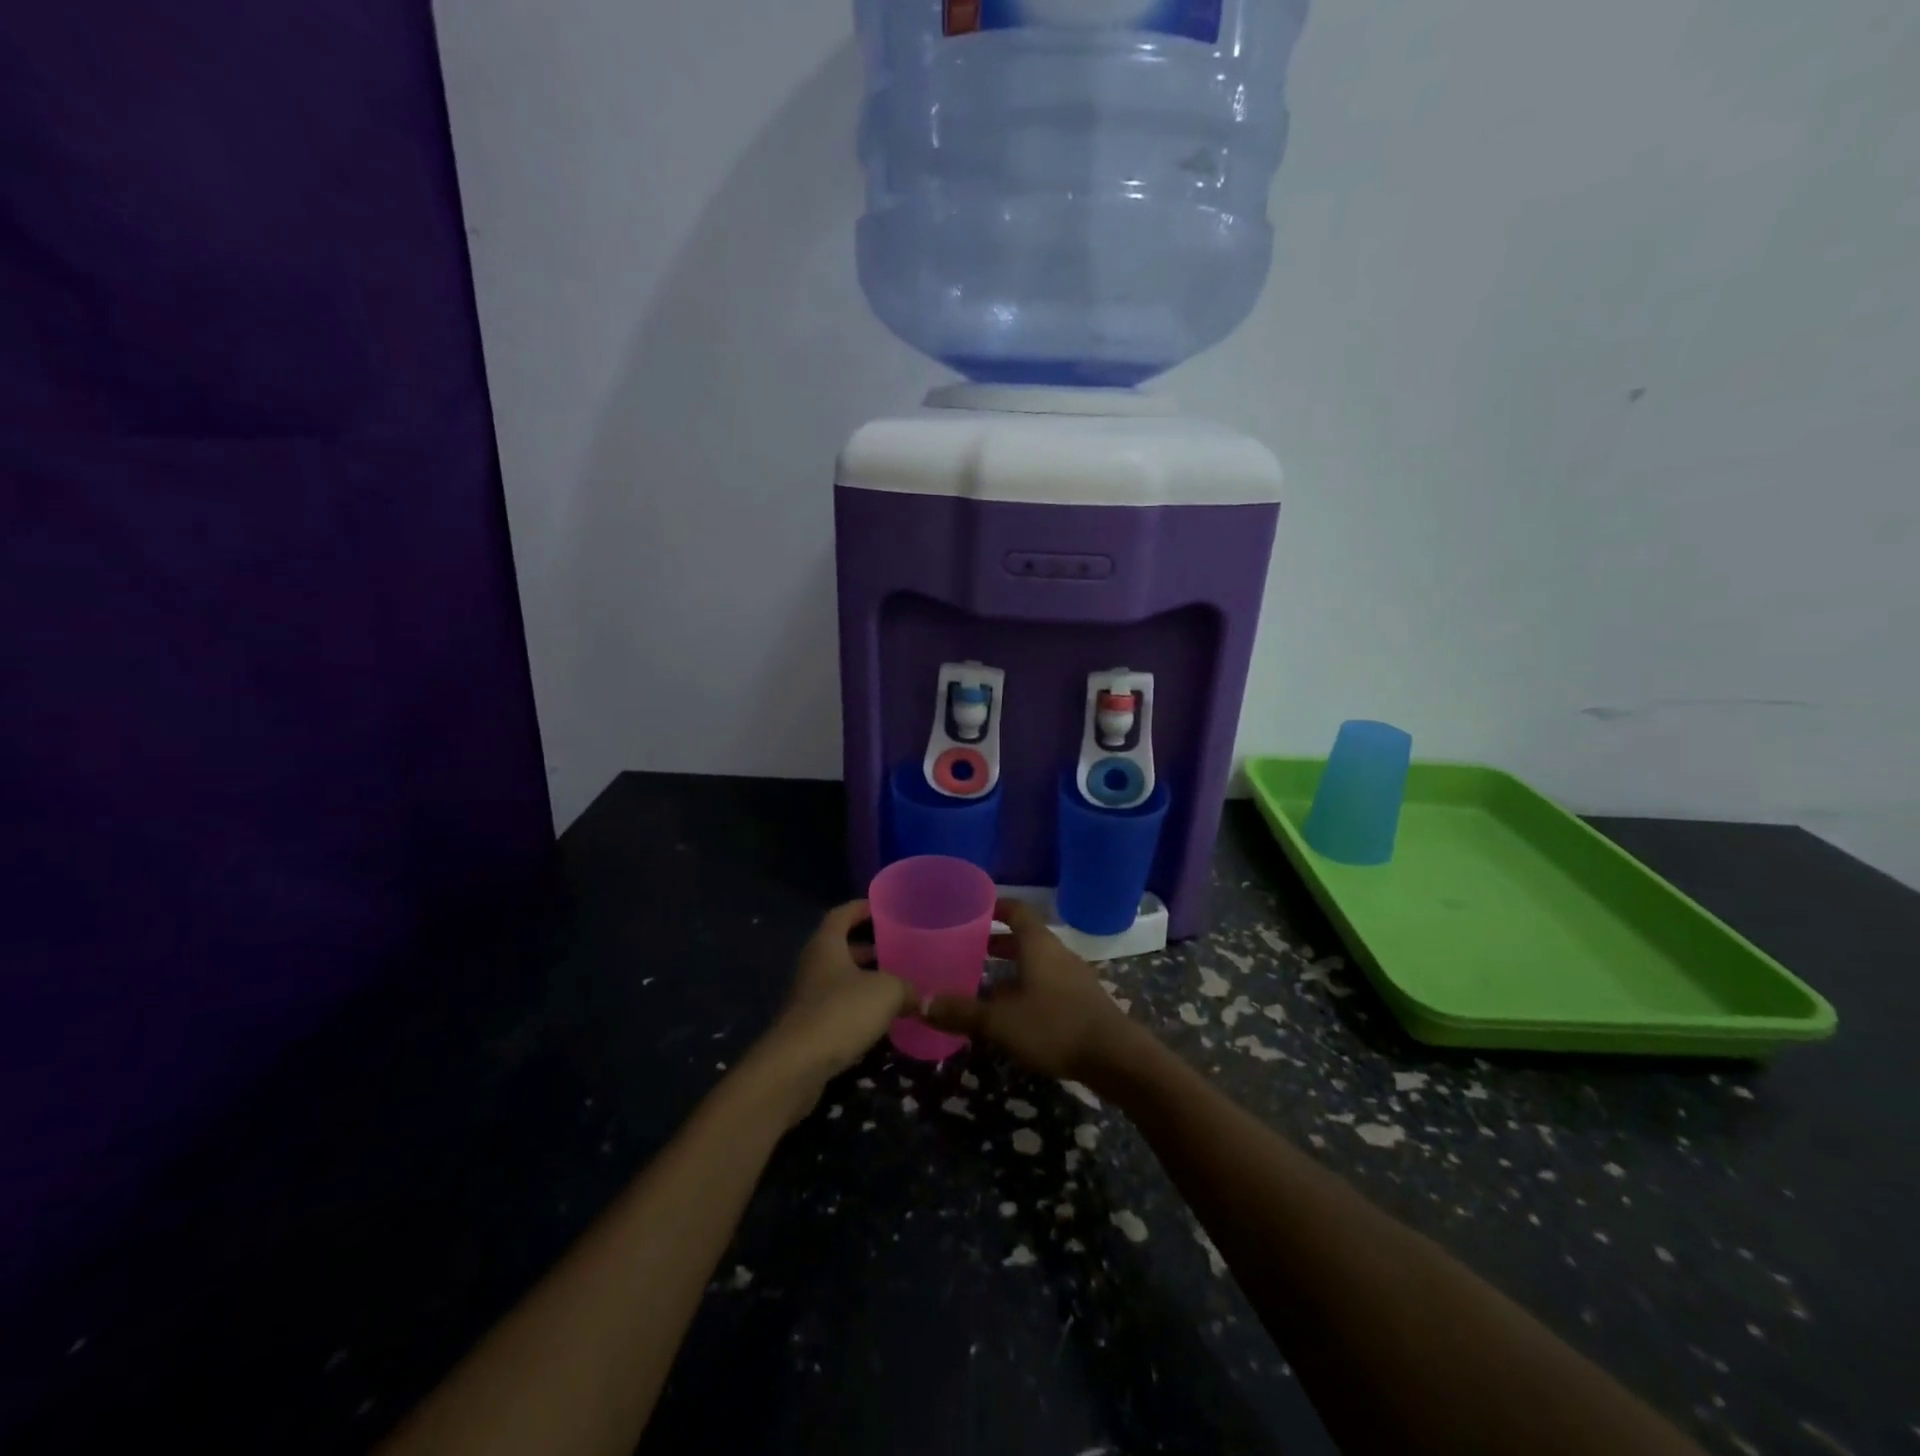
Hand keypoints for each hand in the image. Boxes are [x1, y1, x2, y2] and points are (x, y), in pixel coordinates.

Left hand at [750, 901, 917, 1120]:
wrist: (796, 1066)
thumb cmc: (841, 1012)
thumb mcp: (886, 992)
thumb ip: (908, 988)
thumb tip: (925, 997)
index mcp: (826, 944)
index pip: (842, 914)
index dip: (862, 908)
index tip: (883, 907)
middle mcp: (813, 965)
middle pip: (841, 947)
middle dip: (868, 947)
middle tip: (898, 948)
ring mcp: (808, 997)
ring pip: (840, 979)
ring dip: (865, 980)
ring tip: (897, 983)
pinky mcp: (809, 1027)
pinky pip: (838, 1007)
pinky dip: (858, 1008)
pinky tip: (882, 1019)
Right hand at [923, 899, 1147, 1082]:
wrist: (1114, 1057)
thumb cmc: (1054, 1026)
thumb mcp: (1000, 1022)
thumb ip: (961, 1012)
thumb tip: (920, 1003)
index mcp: (1037, 944)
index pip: (1015, 910)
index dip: (994, 907)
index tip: (970, 910)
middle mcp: (1056, 952)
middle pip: (1024, 936)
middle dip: (995, 942)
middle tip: (966, 949)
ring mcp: (1072, 975)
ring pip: (1035, 961)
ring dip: (1010, 967)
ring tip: (982, 983)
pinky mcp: (1081, 999)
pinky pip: (1047, 981)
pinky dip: (1026, 986)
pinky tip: (1012, 1012)